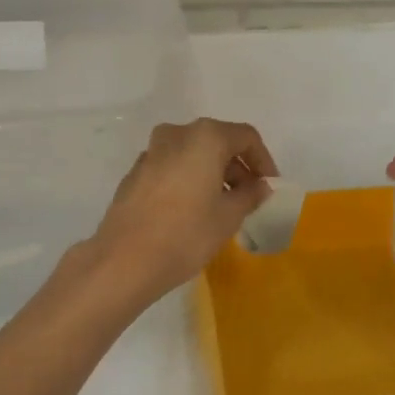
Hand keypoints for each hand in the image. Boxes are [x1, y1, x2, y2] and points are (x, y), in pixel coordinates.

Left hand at [82, 119, 277, 306]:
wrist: (124, 260)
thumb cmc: (186, 234)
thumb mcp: (229, 216)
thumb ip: (250, 195)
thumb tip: (260, 185)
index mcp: (205, 137)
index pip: (246, 137)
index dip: (263, 160)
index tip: (270, 186)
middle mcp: (177, 134)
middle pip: (217, 142)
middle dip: (237, 167)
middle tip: (250, 197)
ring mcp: (151, 152)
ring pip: (193, 154)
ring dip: (212, 173)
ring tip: (223, 206)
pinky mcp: (135, 173)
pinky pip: (172, 167)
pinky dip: (189, 179)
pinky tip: (193, 209)